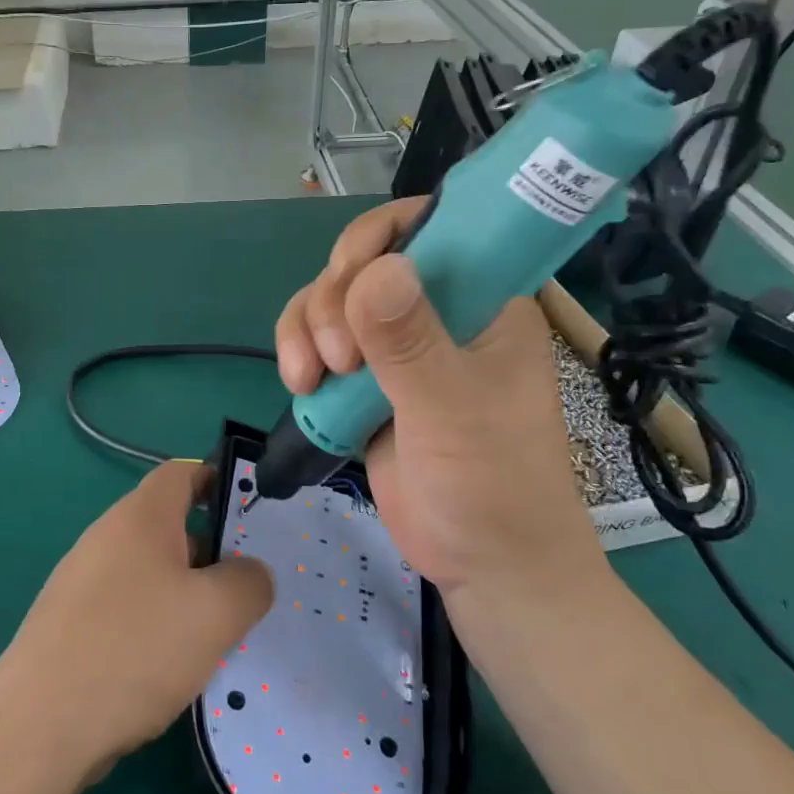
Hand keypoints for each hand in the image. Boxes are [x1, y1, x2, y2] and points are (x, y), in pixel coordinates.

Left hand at [0, 462, 273, 781]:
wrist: (38, 727)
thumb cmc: (135, 650)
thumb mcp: (216, 613)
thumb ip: (249, 582)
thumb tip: (250, 573)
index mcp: (139, 517)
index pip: (182, 472)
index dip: (219, 479)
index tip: (251, 513)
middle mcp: (106, 537)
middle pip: (168, 524)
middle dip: (211, 550)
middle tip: (244, 589)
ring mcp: (82, 581)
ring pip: (149, 571)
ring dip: (185, 594)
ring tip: (216, 635)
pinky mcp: (70, 624)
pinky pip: (126, 608)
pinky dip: (155, 624)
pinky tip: (171, 668)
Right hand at [275, 199, 598, 597]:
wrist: (485, 567)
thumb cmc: (494, 487)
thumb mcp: (453, 412)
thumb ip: (410, 344)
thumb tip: (375, 270)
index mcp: (483, 299)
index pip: (429, 226)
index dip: (378, 237)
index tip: (347, 275)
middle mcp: (438, 310)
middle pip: (362, 262)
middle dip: (333, 299)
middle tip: (338, 358)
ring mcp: (398, 346)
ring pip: (330, 300)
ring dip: (306, 328)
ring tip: (310, 380)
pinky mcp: (366, 379)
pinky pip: (317, 340)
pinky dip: (299, 352)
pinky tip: (300, 386)